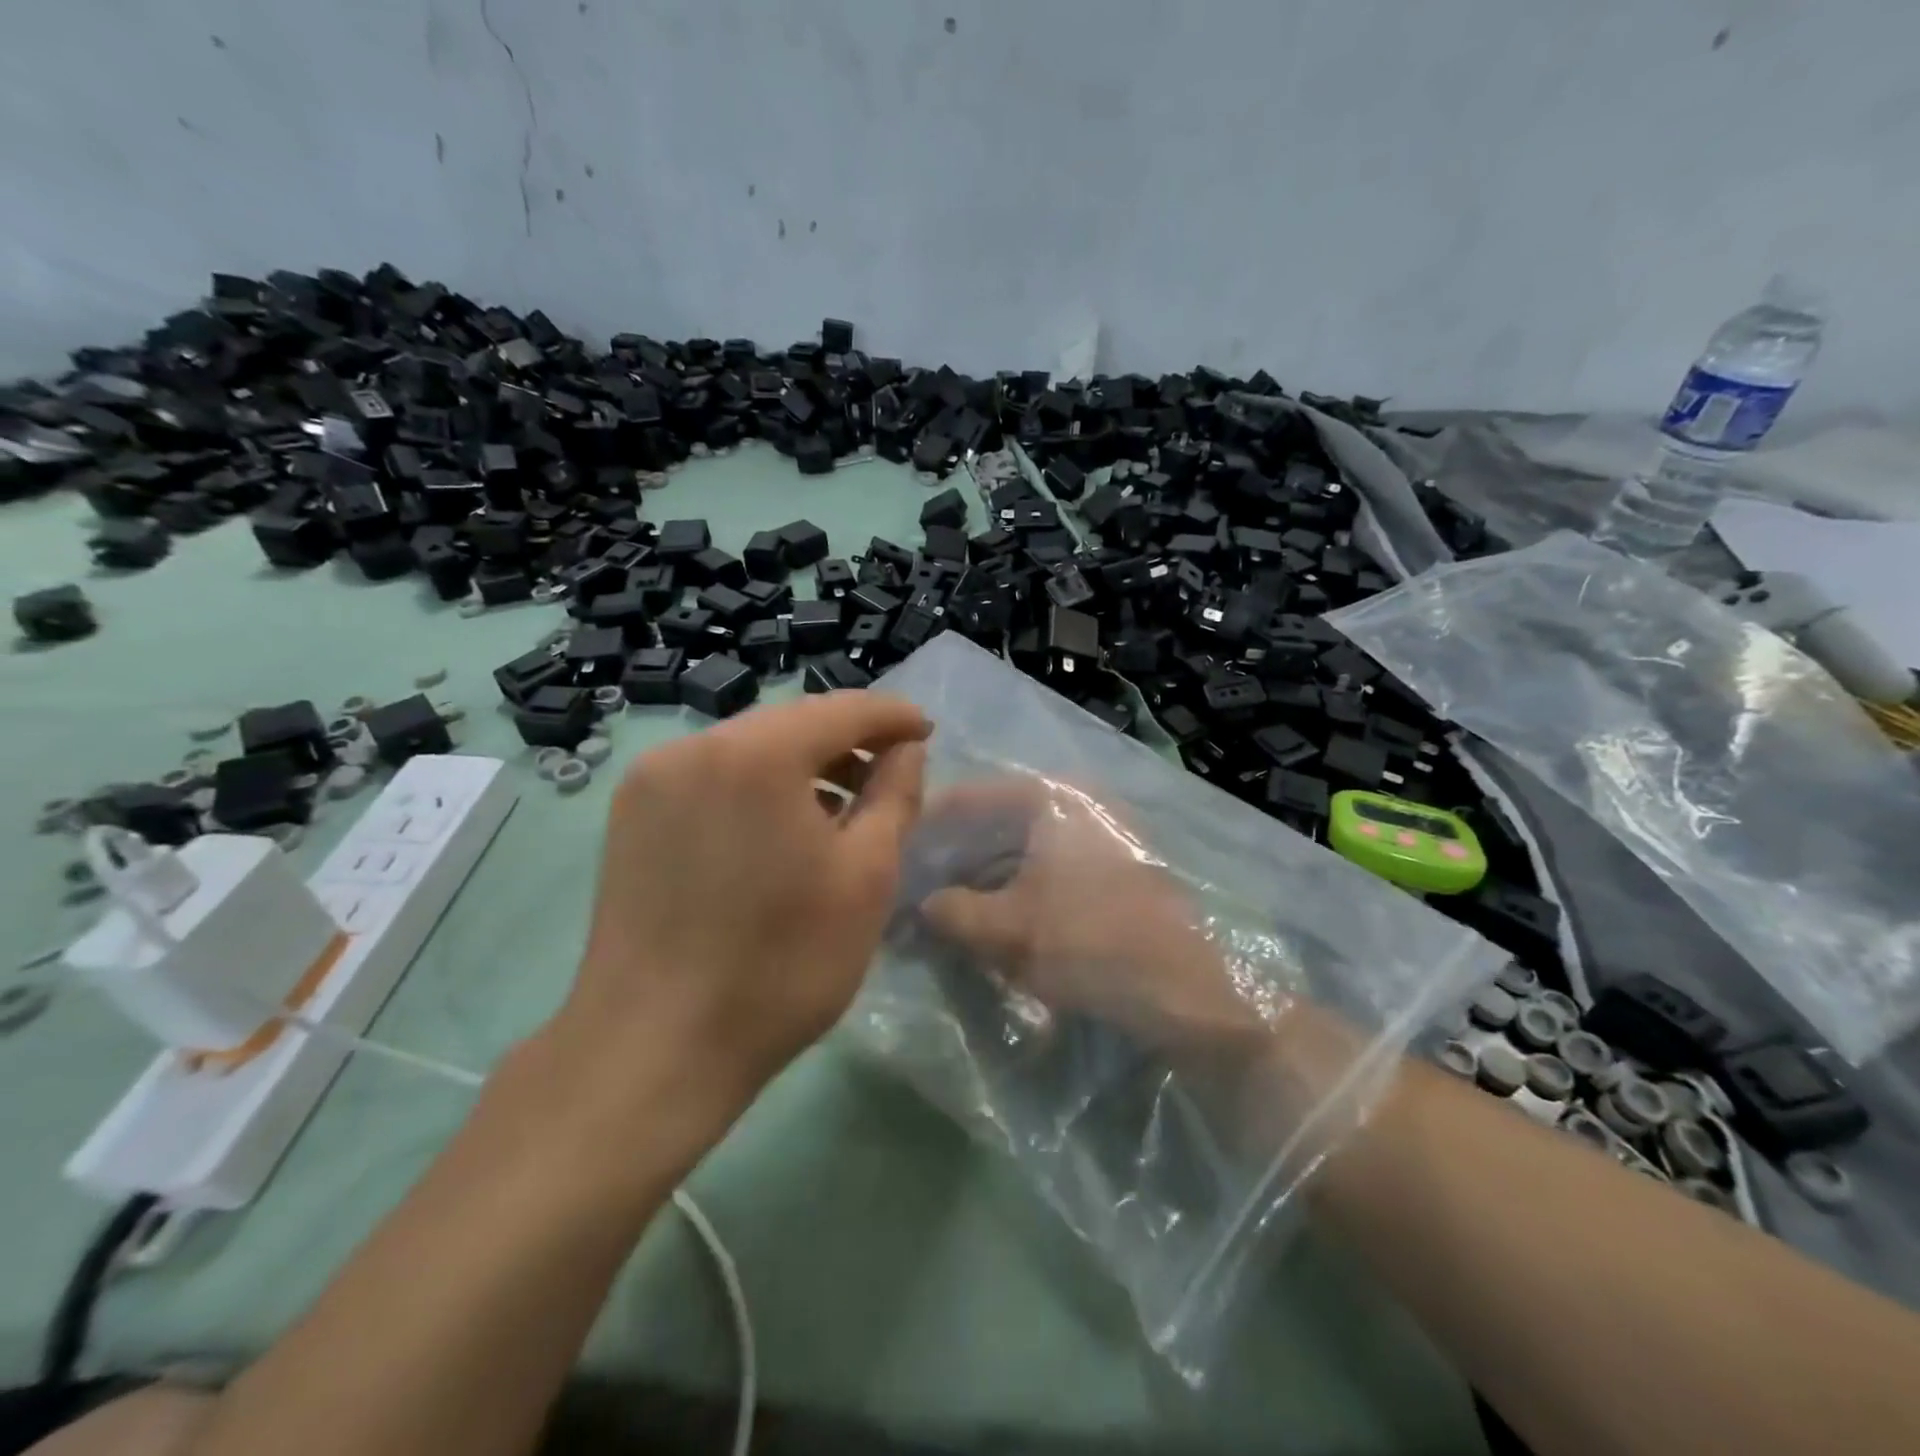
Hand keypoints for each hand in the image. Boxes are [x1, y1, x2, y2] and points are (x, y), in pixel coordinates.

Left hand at [538, 692, 929, 1135]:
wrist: (654, 1048)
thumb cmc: (781, 964)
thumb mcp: (866, 877)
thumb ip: (894, 795)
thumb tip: (905, 749)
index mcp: (755, 754)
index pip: (841, 709)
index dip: (891, 716)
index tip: (926, 732)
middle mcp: (694, 747)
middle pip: (790, 723)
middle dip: (846, 740)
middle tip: (890, 771)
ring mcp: (652, 780)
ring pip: (748, 748)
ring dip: (801, 764)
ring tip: (841, 808)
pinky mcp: (630, 815)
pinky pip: (711, 776)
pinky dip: (757, 786)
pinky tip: (779, 829)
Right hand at [918, 778, 1264, 1046]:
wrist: (1195, 995)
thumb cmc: (1094, 944)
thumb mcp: (1008, 930)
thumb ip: (951, 911)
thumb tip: (920, 905)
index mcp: (1054, 797)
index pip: (971, 798)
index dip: (927, 827)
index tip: (894, 855)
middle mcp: (1080, 804)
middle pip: (997, 822)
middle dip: (954, 858)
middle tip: (915, 889)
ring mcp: (1103, 836)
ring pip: (1023, 849)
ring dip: (983, 879)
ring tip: (945, 911)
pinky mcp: (1116, 872)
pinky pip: (1049, 871)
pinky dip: (1016, 892)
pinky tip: (990, 921)